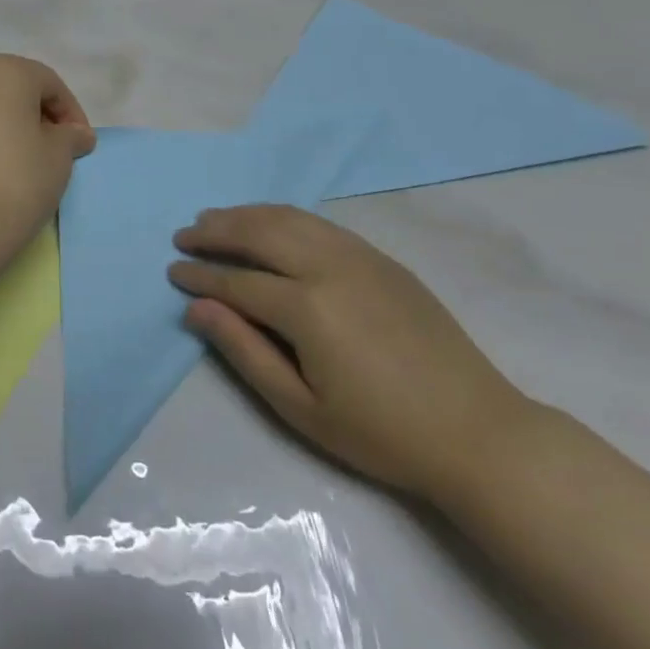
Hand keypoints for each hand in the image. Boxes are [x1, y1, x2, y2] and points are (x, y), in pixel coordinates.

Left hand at [0, 55, 94, 300]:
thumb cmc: (14, 184)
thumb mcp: (59, 159)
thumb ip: (70, 136)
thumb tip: (74, 133)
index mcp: (3, 73)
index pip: (49, 84)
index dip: (71, 114)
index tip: (80, 146)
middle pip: (10, 92)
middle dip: (34, 117)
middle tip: (50, 153)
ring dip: (1, 131)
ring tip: (14, 168)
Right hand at [170, 204, 534, 506]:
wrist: (476, 432)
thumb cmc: (381, 433)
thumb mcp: (302, 408)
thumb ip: (244, 352)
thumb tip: (197, 309)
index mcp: (308, 308)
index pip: (238, 282)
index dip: (201, 277)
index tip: (173, 272)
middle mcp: (330, 267)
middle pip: (259, 233)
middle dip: (215, 231)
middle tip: (184, 236)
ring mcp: (360, 256)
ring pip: (289, 219)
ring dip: (246, 215)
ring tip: (215, 219)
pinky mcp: (381, 258)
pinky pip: (319, 224)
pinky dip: (283, 217)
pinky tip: (269, 224)